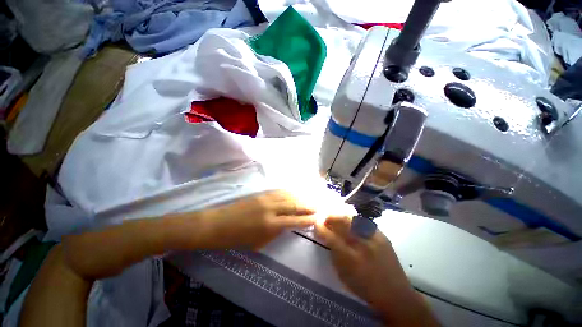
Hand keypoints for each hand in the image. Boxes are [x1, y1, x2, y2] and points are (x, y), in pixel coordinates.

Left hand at [202, 190, 316, 249]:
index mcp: (270, 225)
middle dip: (307, 206)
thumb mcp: (258, 242)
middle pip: (294, 205)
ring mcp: (266, 199)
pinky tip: (295, 192)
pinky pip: (279, 192)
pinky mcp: (261, 194)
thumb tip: (287, 224)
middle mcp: (271, 209)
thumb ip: (275, 232)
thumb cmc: (236, 238)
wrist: (217, 224)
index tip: (317, 218)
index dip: (307, 219)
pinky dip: (290, 192)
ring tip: (310, 199)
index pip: (294, 220)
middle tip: (318, 206)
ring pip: (288, 196)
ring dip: (301, 198)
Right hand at [315, 216, 437, 326]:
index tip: (316, 223)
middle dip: (331, 217)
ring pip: (353, 219)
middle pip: (343, 222)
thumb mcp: (344, 275)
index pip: (331, 237)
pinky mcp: (383, 236)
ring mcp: (374, 238)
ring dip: (341, 216)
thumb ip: (334, 253)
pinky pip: (364, 222)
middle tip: (326, 217)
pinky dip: (354, 220)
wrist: (395, 294)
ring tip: (336, 217)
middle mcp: (363, 245)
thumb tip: (326, 236)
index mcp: (351, 259)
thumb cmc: (365, 288)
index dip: (321, 228)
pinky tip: (350, 222)